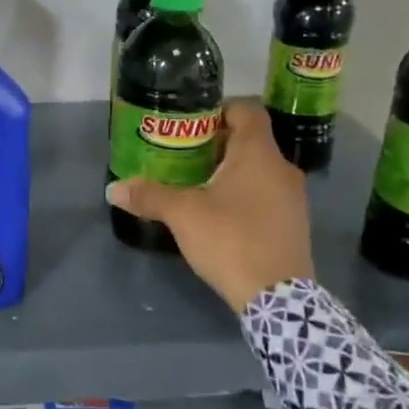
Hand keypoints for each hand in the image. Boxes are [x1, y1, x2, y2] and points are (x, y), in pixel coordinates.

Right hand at [106, 99, 313, 313]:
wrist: (278, 298)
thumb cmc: (231, 239)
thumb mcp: (183, 215)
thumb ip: (149, 196)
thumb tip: (113, 189)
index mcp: (258, 153)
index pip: (246, 110)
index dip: (219, 110)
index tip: (190, 123)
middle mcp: (282, 168)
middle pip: (250, 140)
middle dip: (217, 144)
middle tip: (183, 155)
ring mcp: (294, 197)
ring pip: (259, 169)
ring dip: (231, 171)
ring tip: (197, 184)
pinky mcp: (294, 223)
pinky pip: (267, 194)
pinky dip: (245, 194)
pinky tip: (220, 214)